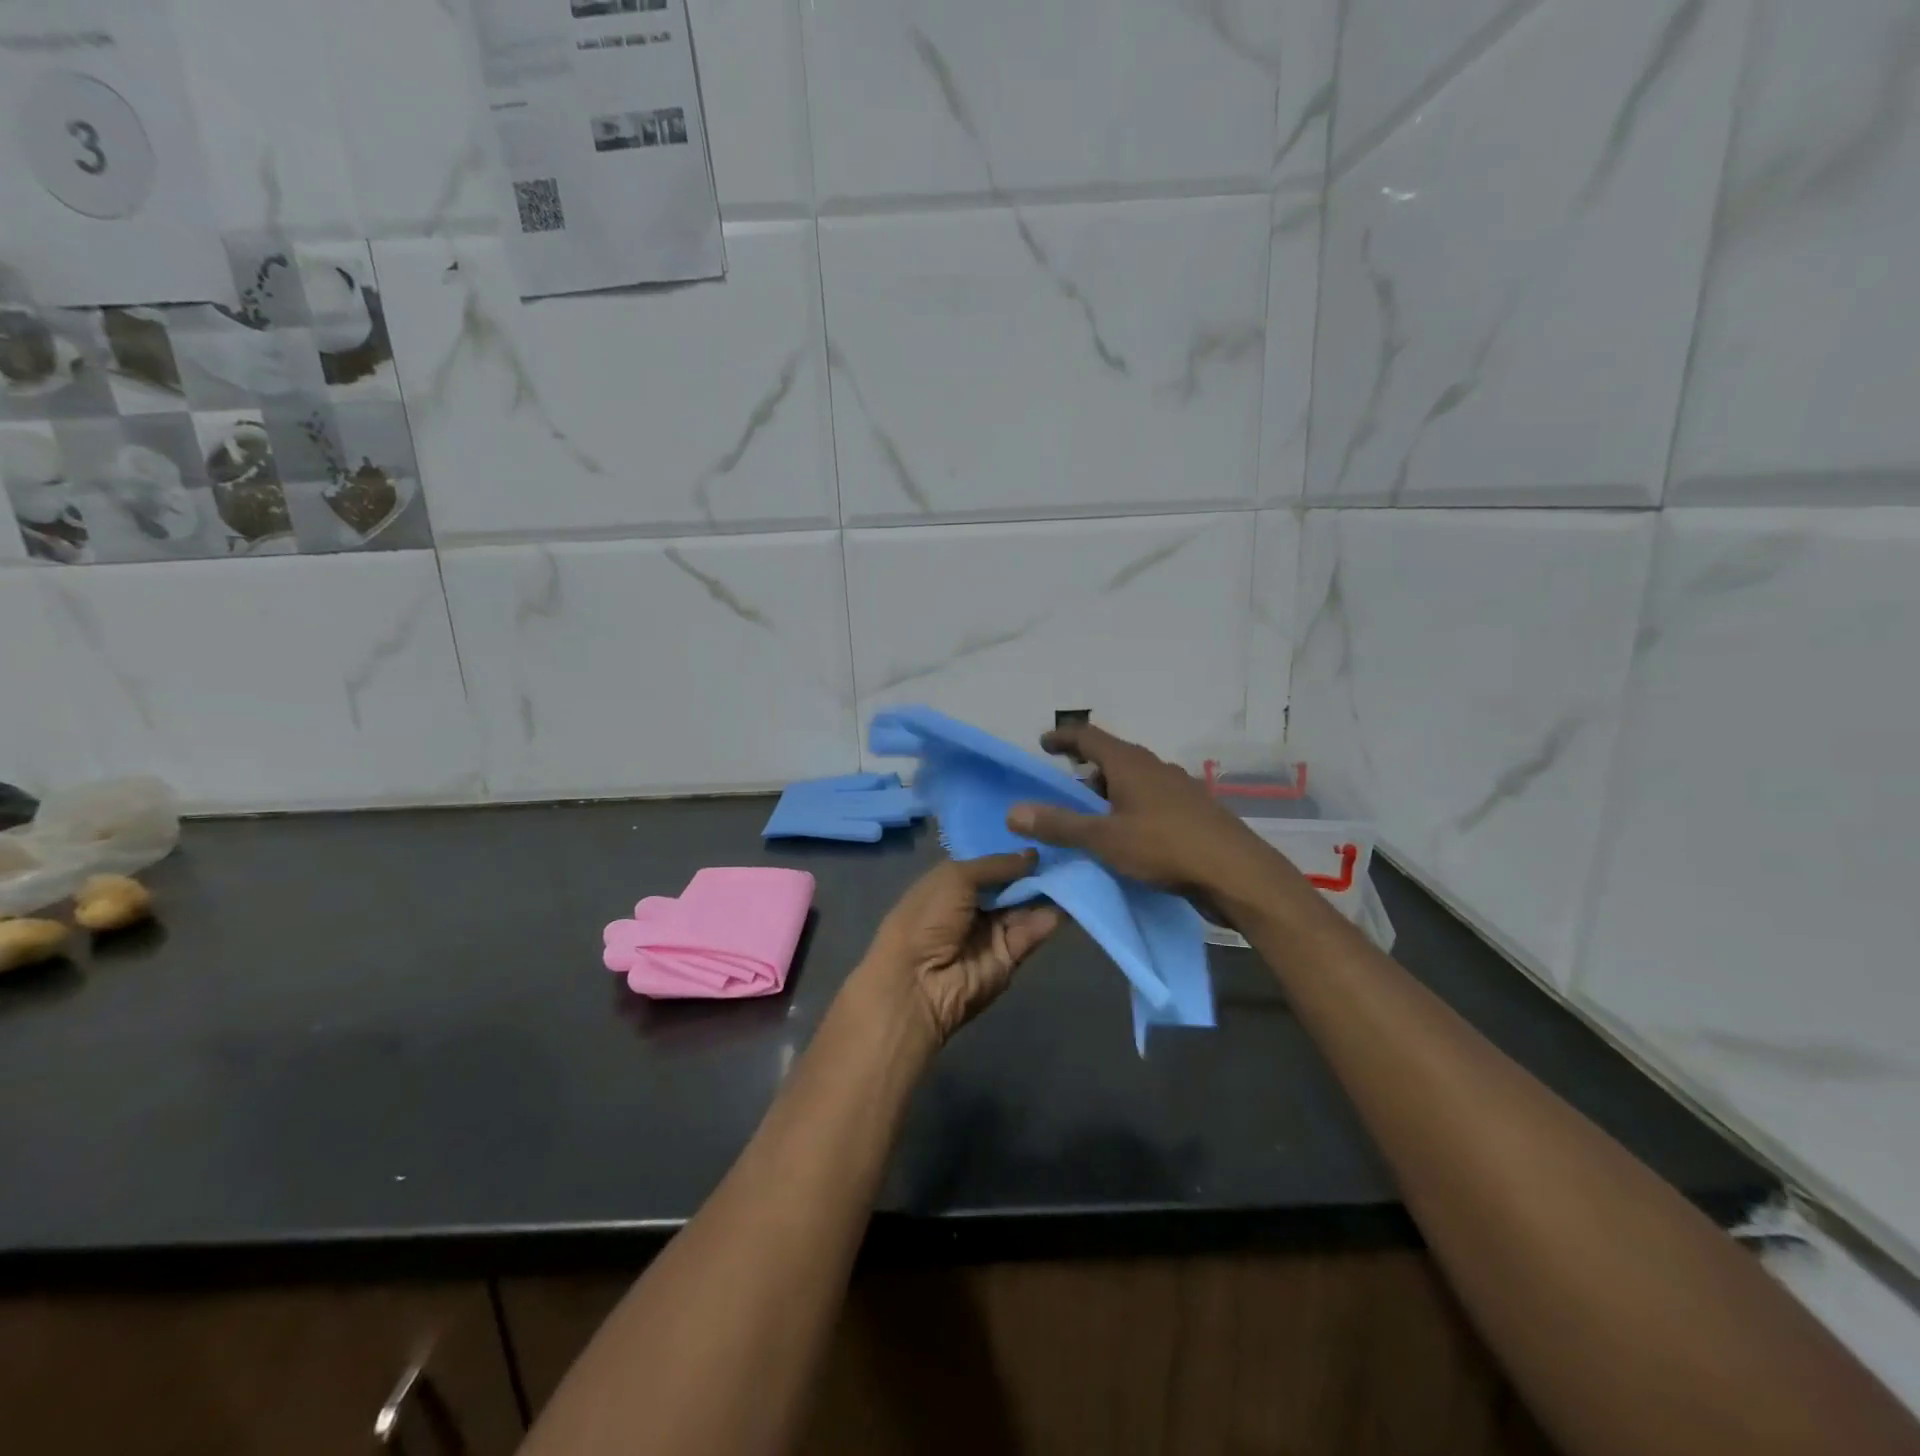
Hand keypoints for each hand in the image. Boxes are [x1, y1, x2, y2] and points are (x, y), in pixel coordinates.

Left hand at [854, 852, 1060, 1046]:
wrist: (918, 983)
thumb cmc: (927, 918)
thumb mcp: (955, 877)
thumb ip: (996, 865)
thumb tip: (1032, 855)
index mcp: (952, 883)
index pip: (988, 863)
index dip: (1012, 851)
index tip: (1043, 830)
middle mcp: (973, 906)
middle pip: (1010, 884)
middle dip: (1035, 869)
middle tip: (1068, 848)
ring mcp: (992, 932)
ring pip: (1025, 906)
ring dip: (1047, 890)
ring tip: (1077, 868)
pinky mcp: (1010, 956)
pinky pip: (1032, 932)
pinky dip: (1050, 916)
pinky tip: (1072, 895)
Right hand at [1007, 724, 1271, 896]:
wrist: (1236, 873)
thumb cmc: (1165, 847)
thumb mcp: (1103, 839)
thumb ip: (1059, 825)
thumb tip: (1013, 812)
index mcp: (1130, 763)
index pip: (1089, 736)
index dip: (1063, 737)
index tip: (1043, 743)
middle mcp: (1155, 767)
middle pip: (1112, 758)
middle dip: (1085, 771)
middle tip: (1062, 791)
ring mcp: (1178, 789)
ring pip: (1133, 781)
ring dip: (1109, 793)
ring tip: (1091, 817)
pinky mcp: (1192, 813)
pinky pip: (1150, 801)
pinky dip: (1130, 809)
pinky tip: (1127, 836)